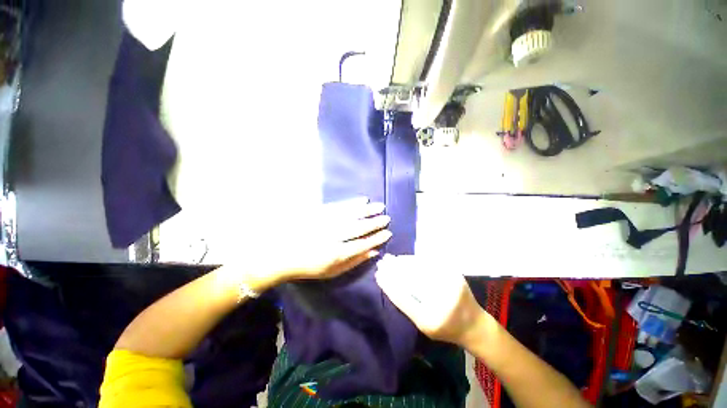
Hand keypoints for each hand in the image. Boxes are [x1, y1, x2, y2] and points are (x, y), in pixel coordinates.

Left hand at [238, 198, 391, 290]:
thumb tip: (374, 252)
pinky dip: (352, 203)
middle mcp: (332, 237)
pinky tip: (363, 200)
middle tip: (387, 218)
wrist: (282, 253)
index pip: (362, 244)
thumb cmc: (309, 266)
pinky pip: (339, 206)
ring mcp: (325, 223)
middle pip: (359, 228)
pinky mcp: (318, 213)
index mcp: (336, 254)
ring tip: (380, 206)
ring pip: (351, 215)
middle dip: (375, 223)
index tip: (388, 233)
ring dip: (368, 210)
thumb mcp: (332, 271)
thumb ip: (354, 262)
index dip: (376, 239)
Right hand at [375, 255, 488, 346]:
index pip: (404, 297)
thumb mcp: (423, 325)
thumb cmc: (445, 328)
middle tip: (381, 263)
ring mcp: (450, 282)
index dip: (389, 284)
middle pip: (411, 278)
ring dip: (402, 262)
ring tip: (389, 259)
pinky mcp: (453, 271)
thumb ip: (406, 305)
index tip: (378, 275)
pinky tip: (404, 259)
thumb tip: (389, 284)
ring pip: (419, 267)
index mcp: (433, 319)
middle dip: (394, 269)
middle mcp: (443, 298)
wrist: (474, 323)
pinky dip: (414, 260)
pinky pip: (429, 263)